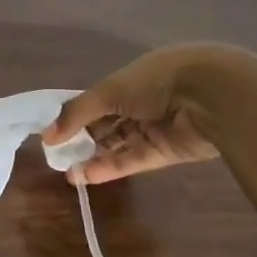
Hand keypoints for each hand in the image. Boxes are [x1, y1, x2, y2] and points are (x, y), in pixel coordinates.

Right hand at [42, 45, 224, 184]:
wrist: (210, 97)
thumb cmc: (155, 81)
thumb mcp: (109, 91)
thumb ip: (76, 114)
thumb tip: (46, 136)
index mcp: (131, 79)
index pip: (97, 99)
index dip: (75, 115)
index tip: (53, 132)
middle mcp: (143, 102)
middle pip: (107, 124)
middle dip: (82, 139)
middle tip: (58, 156)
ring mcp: (155, 128)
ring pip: (119, 145)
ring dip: (94, 157)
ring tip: (68, 172)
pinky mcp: (166, 152)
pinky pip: (133, 160)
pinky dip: (111, 168)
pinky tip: (86, 176)